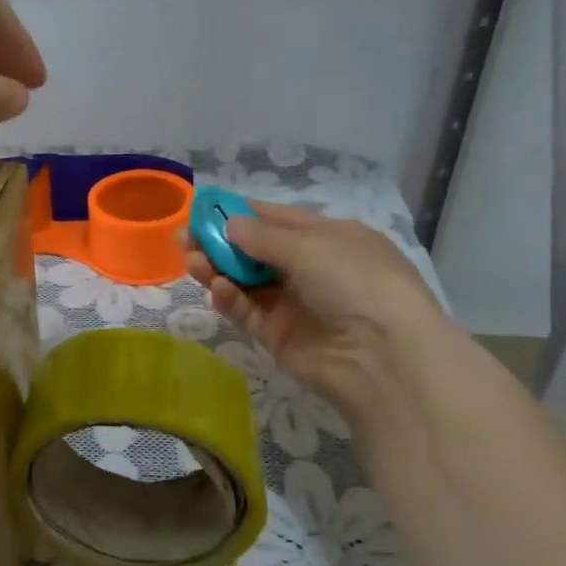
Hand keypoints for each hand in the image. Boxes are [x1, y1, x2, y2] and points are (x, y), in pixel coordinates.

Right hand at [186, 201, 442, 426]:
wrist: (382, 356)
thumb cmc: (354, 281)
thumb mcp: (311, 246)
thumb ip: (262, 236)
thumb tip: (228, 224)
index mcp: (329, 238)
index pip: (276, 219)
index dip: (239, 213)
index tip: (201, 208)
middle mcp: (311, 269)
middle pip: (255, 251)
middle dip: (219, 243)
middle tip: (183, 239)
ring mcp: (293, 304)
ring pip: (245, 281)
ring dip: (218, 269)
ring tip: (192, 263)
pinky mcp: (278, 336)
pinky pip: (247, 312)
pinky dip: (230, 298)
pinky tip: (216, 288)